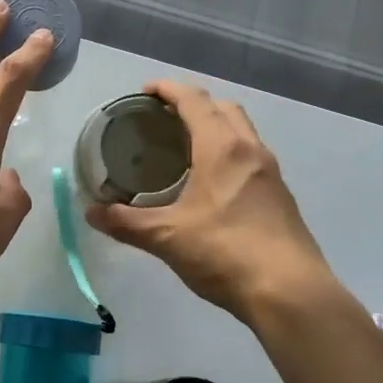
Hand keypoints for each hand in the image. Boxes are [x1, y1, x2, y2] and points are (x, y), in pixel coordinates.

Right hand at [85, 81, 333, 323]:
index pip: (194, 100)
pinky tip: (213, 185)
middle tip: (165, 119)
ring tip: (186, 148)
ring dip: (216, 127)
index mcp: (222, 148)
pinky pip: (252, 157)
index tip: (145, 90)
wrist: (290, 293)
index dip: (168, 89)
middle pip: (223, 108)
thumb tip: (91, 213)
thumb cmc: (225, 253)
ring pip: (243, 132)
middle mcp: (250, 150)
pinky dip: (230, 153)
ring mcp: (271, 173)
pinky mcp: (281, 196)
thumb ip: (127, 222)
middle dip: (194, 104)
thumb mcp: (167, 237)